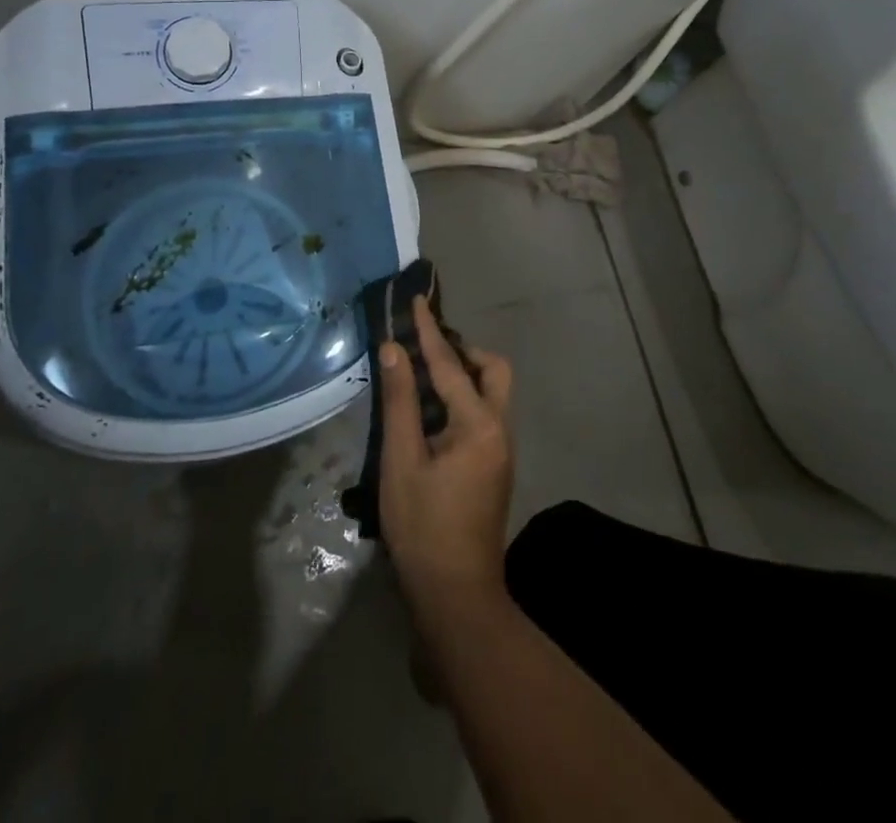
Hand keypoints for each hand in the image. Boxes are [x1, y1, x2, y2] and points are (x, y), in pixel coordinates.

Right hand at [377, 298, 515, 617]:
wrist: (456, 596)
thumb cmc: (423, 527)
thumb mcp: (402, 461)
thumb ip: (400, 402)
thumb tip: (393, 350)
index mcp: (479, 424)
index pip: (450, 364)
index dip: (429, 331)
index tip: (416, 299)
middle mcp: (500, 429)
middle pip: (493, 371)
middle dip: (463, 352)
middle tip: (426, 352)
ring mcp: (501, 450)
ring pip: (492, 393)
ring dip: (463, 376)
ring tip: (423, 377)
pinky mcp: (494, 467)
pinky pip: (484, 414)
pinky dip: (463, 399)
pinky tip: (432, 412)